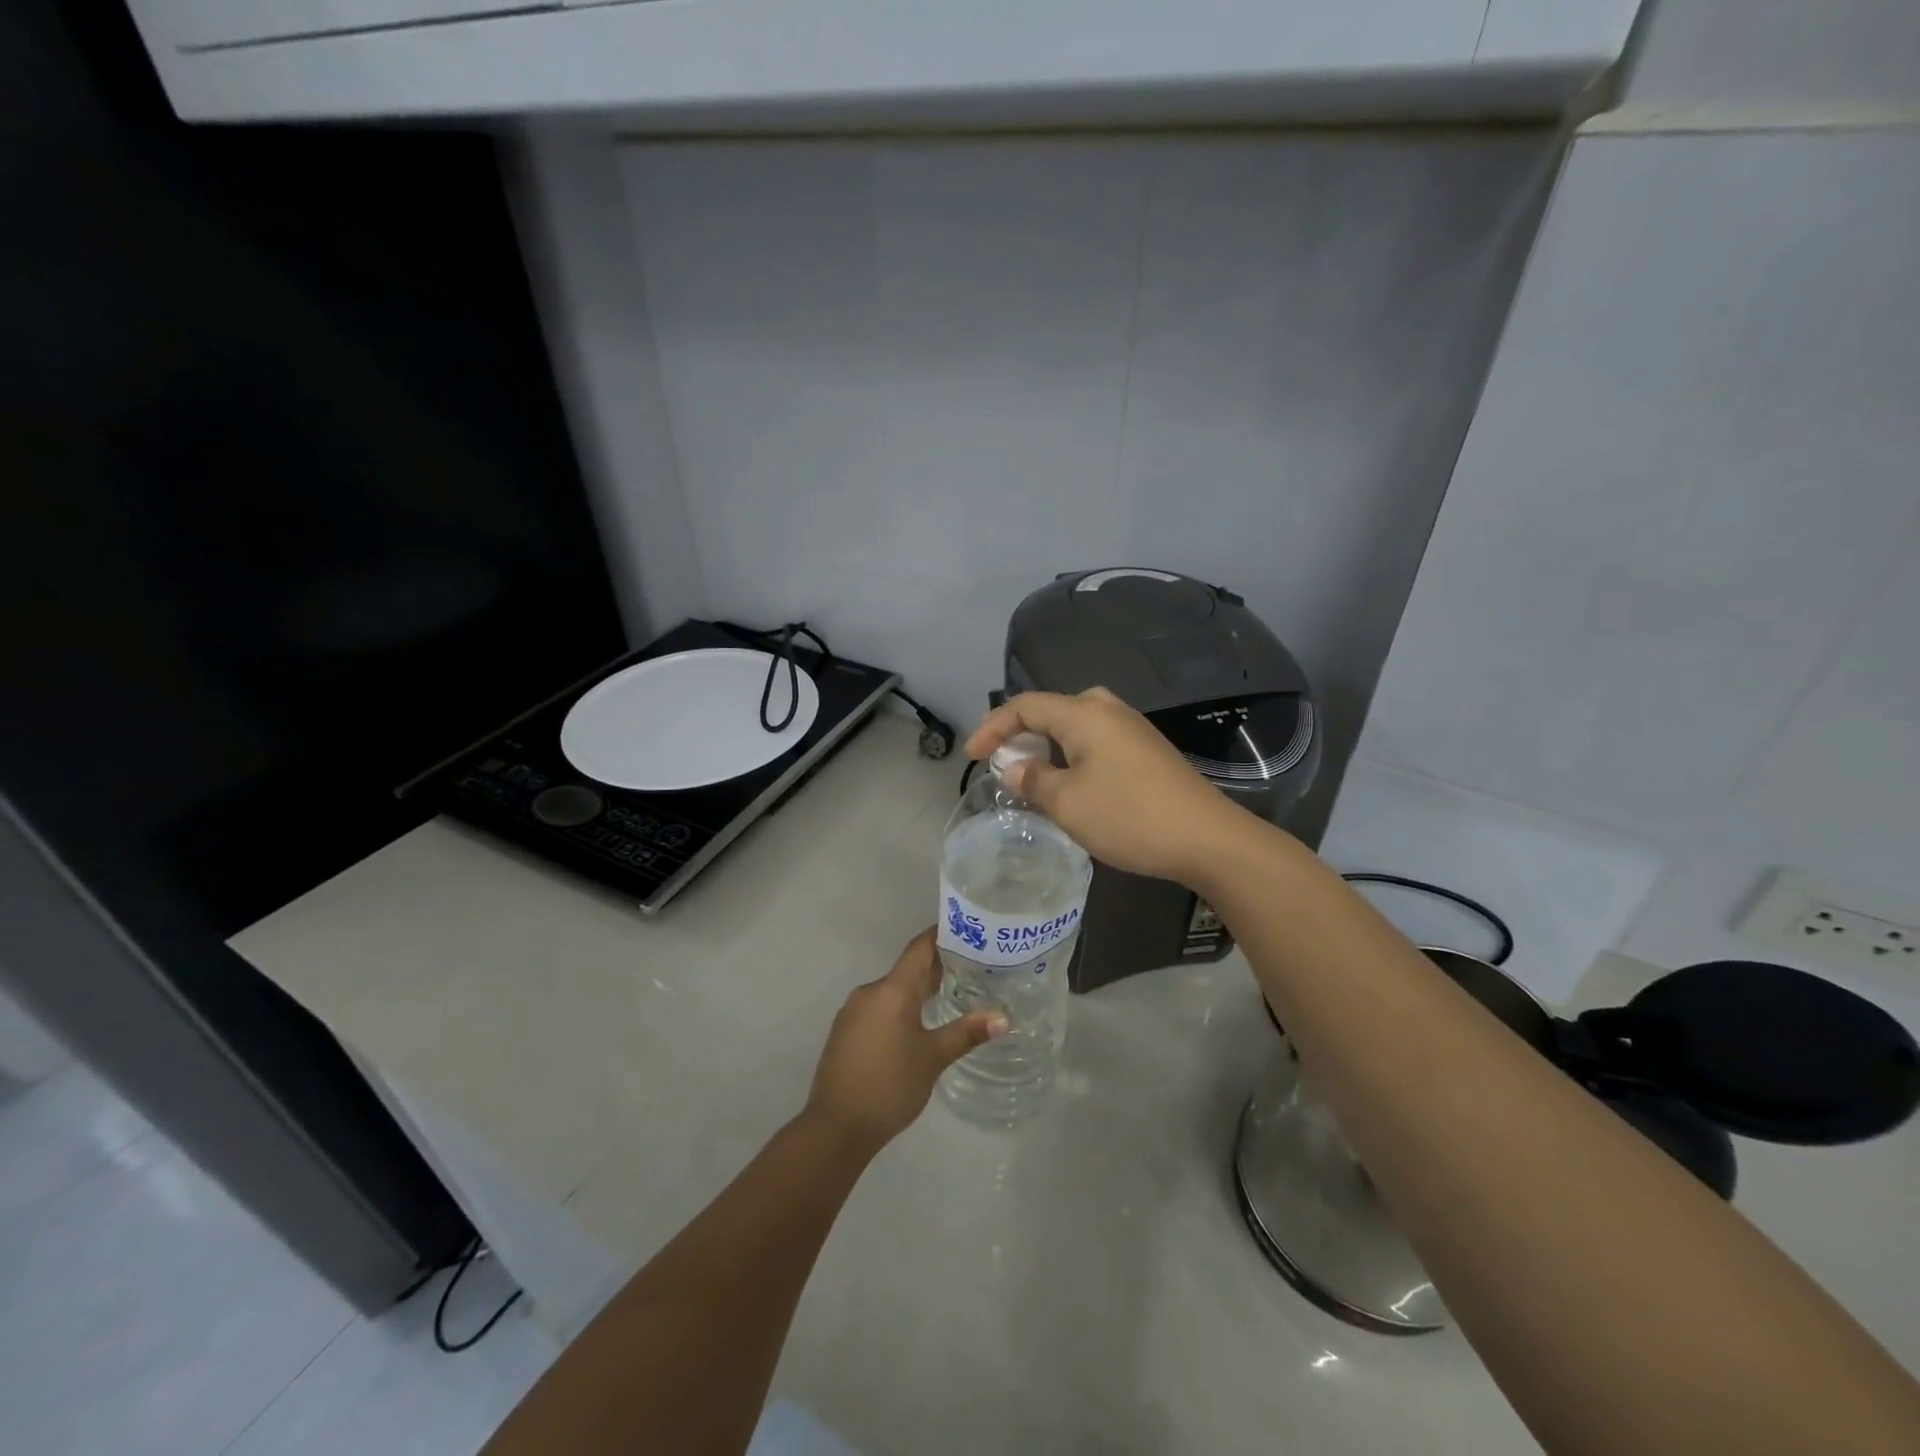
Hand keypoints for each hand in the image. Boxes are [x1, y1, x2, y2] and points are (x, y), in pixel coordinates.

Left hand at [805, 930, 1006, 1155]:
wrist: (835, 1127)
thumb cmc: (889, 1086)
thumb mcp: (933, 1058)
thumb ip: (966, 1032)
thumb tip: (1003, 1017)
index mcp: (892, 990)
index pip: (919, 948)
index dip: (941, 936)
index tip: (967, 932)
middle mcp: (869, 992)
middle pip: (907, 969)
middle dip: (936, 968)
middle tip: (971, 969)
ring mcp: (853, 1012)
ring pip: (891, 991)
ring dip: (917, 991)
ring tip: (950, 997)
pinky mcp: (845, 1032)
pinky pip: (878, 1008)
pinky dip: (899, 1009)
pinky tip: (916, 1026)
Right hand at [965, 687, 1246, 885]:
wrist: (1206, 838)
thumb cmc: (1128, 816)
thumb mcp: (1067, 803)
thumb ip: (1033, 780)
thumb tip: (1014, 768)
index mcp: (1084, 713)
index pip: (1025, 706)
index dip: (992, 727)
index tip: (972, 757)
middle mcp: (1108, 710)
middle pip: (1051, 710)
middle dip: (1020, 733)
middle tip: (1001, 762)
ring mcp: (1132, 728)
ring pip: (1075, 727)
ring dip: (1046, 747)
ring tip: (1030, 776)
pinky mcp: (1147, 750)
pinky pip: (1095, 741)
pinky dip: (1071, 756)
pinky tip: (1070, 784)